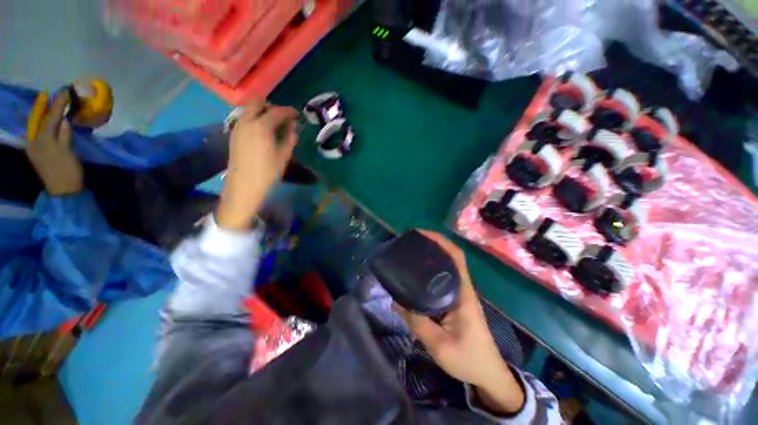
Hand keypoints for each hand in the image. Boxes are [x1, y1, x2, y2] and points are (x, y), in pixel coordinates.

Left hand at [26, 91, 83, 195]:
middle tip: (46, 94)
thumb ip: (65, 135)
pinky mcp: (36, 153)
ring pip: (36, 126)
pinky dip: (40, 125)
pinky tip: (43, 122)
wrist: (63, 191)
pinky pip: (36, 134)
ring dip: (40, 115)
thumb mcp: (68, 152)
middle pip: (38, 120)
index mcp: (43, 139)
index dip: (58, 104)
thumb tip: (65, 121)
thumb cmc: (68, 171)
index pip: (51, 117)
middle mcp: (35, 141)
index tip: (64, 92)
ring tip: (44, 104)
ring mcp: (34, 148)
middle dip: (42, 107)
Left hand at [216, 101, 297, 229]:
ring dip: (261, 111)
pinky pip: (244, 118)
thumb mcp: (284, 156)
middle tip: (282, 116)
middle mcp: (247, 122)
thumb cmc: (268, 171)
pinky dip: (254, 118)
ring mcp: (238, 127)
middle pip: (257, 103)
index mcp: (262, 127)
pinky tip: (263, 130)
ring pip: (248, 109)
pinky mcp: (234, 133)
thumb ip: (289, 138)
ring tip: (273, 123)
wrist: (244, 184)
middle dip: (271, 106)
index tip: (296, 114)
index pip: (277, 112)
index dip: (288, 111)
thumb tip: (293, 127)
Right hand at [395, 230, 524, 414]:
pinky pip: (443, 279)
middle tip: (411, 243)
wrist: (488, 374)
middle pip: (451, 257)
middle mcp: (463, 288)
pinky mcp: (456, 301)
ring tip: (411, 254)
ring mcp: (460, 294)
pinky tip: (417, 275)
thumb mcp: (439, 346)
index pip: (456, 257)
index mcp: (463, 293)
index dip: (441, 241)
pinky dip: (431, 271)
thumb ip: (417, 323)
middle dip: (432, 245)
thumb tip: (396, 301)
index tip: (422, 234)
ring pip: (447, 267)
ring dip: (432, 256)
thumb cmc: (468, 359)